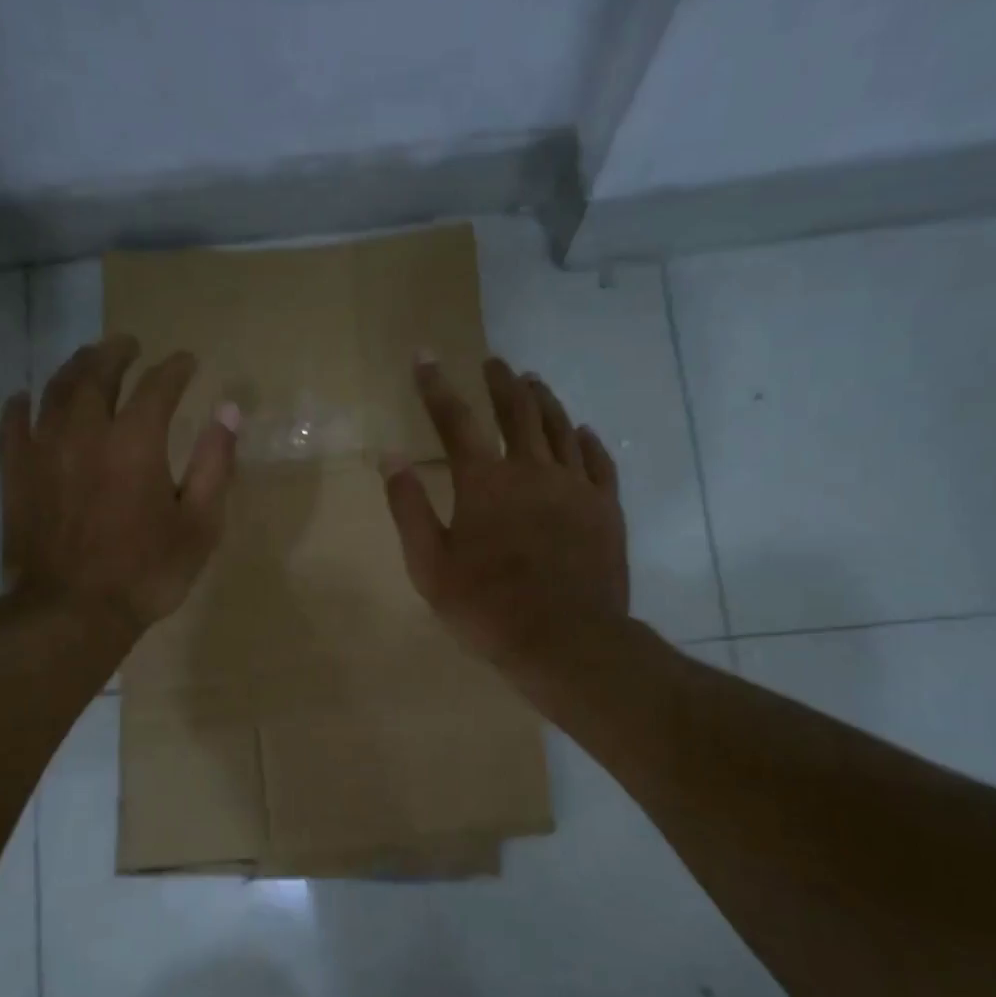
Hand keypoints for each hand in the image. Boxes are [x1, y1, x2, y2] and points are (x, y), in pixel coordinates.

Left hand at [0, 335, 237, 634]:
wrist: (72, 612)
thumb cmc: (147, 572)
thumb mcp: (200, 523)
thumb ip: (215, 463)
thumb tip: (229, 410)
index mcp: (136, 441)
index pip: (158, 386)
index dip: (175, 369)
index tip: (187, 361)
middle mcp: (86, 431)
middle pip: (98, 373)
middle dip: (117, 353)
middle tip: (129, 344)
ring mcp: (44, 450)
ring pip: (55, 390)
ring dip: (74, 367)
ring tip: (88, 359)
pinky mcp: (16, 473)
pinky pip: (13, 425)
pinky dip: (21, 405)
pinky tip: (26, 398)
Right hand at [382, 356, 628, 662]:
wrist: (565, 640)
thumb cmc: (487, 607)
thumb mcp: (430, 565)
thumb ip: (409, 508)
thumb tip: (389, 457)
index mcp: (484, 481)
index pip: (455, 420)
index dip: (436, 386)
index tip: (425, 356)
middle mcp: (531, 469)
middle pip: (517, 411)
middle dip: (501, 382)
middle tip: (494, 363)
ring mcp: (574, 486)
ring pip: (559, 427)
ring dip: (543, 400)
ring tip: (533, 382)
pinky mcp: (606, 508)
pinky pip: (598, 461)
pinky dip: (586, 440)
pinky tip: (581, 431)